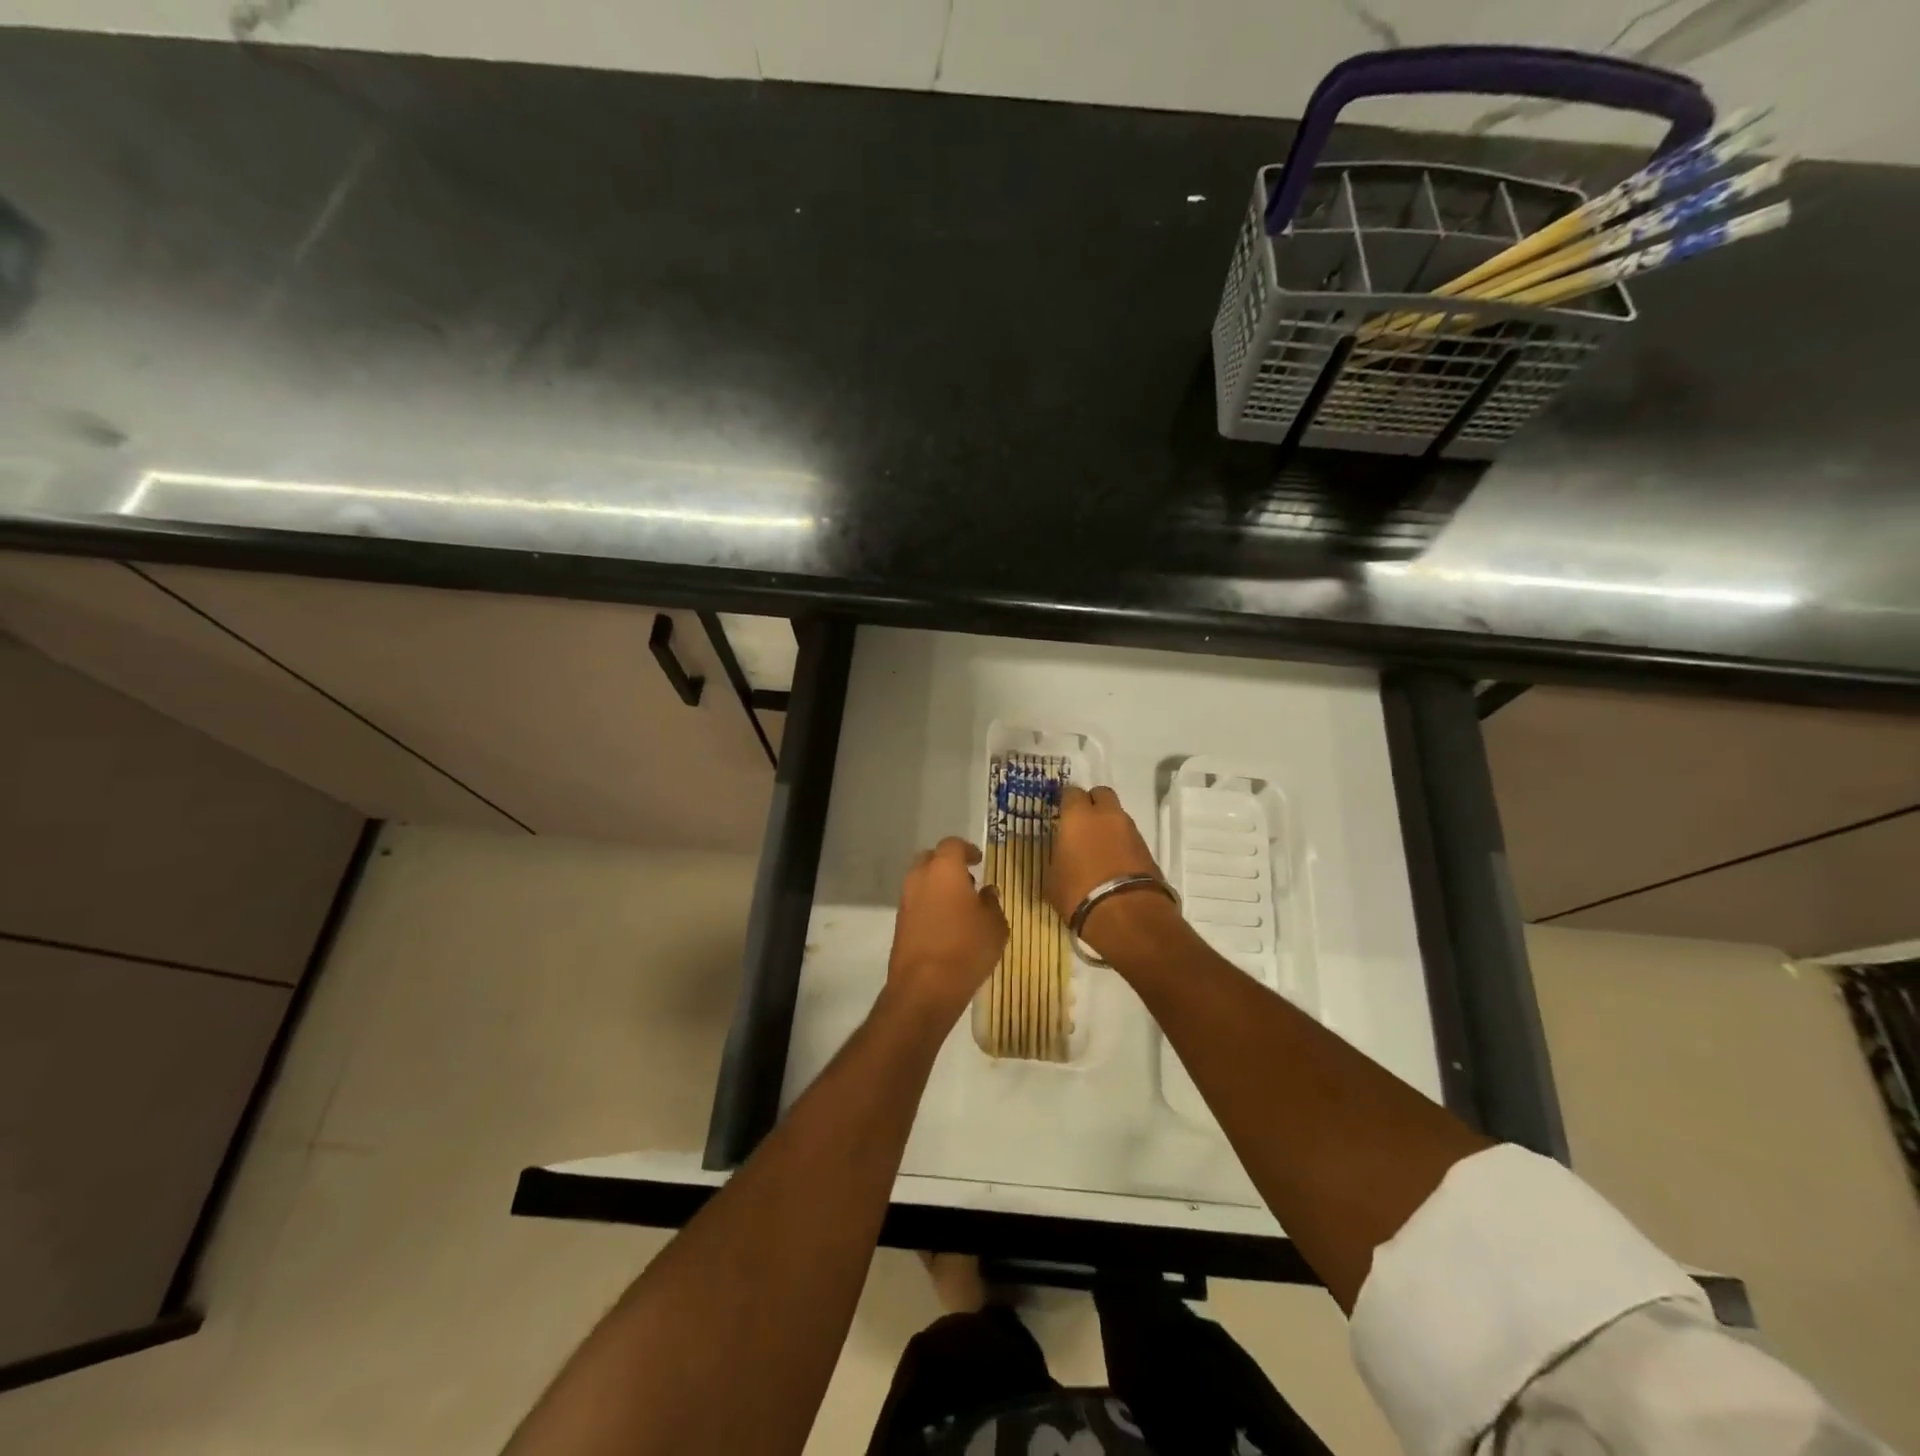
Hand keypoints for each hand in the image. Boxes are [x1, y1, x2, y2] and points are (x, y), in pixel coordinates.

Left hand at [885, 837, 1007, 1025]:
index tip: (979, 860)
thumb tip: (987, 893)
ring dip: (937, 885)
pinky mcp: (899, 923)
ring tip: (959, 906)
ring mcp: (905, 901)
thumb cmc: (966, 949)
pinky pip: (916, 903)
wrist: (924, 988)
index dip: (967, 849)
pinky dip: (929, 904)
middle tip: (967, 880)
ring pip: (920, 881)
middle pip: (931, 859)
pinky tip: (946, 924)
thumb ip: (992, 903)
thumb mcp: (995, 926)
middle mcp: (920, 878)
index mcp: (944, 869)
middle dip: (948, 864)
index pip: (952, 845)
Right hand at [1046, 785, 1174, 956]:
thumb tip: (1063, 854)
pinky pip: (1130, 837)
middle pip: (1101, 794)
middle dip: (1092, 804)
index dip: (1066, 802)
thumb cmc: (1079, 893)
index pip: (1070, 792)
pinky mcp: (1147, 849)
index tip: (1061, 814)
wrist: (1127, 914)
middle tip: (1083, 824)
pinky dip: (1122, 843)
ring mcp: (1130, 830)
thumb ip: (1058, 857)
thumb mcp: (1054, 878)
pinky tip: (1114, 863)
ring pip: (1117, 815)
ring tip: (1100, 848)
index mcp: (1078, 816)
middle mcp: (1106, 815)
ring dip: (1109, 825)